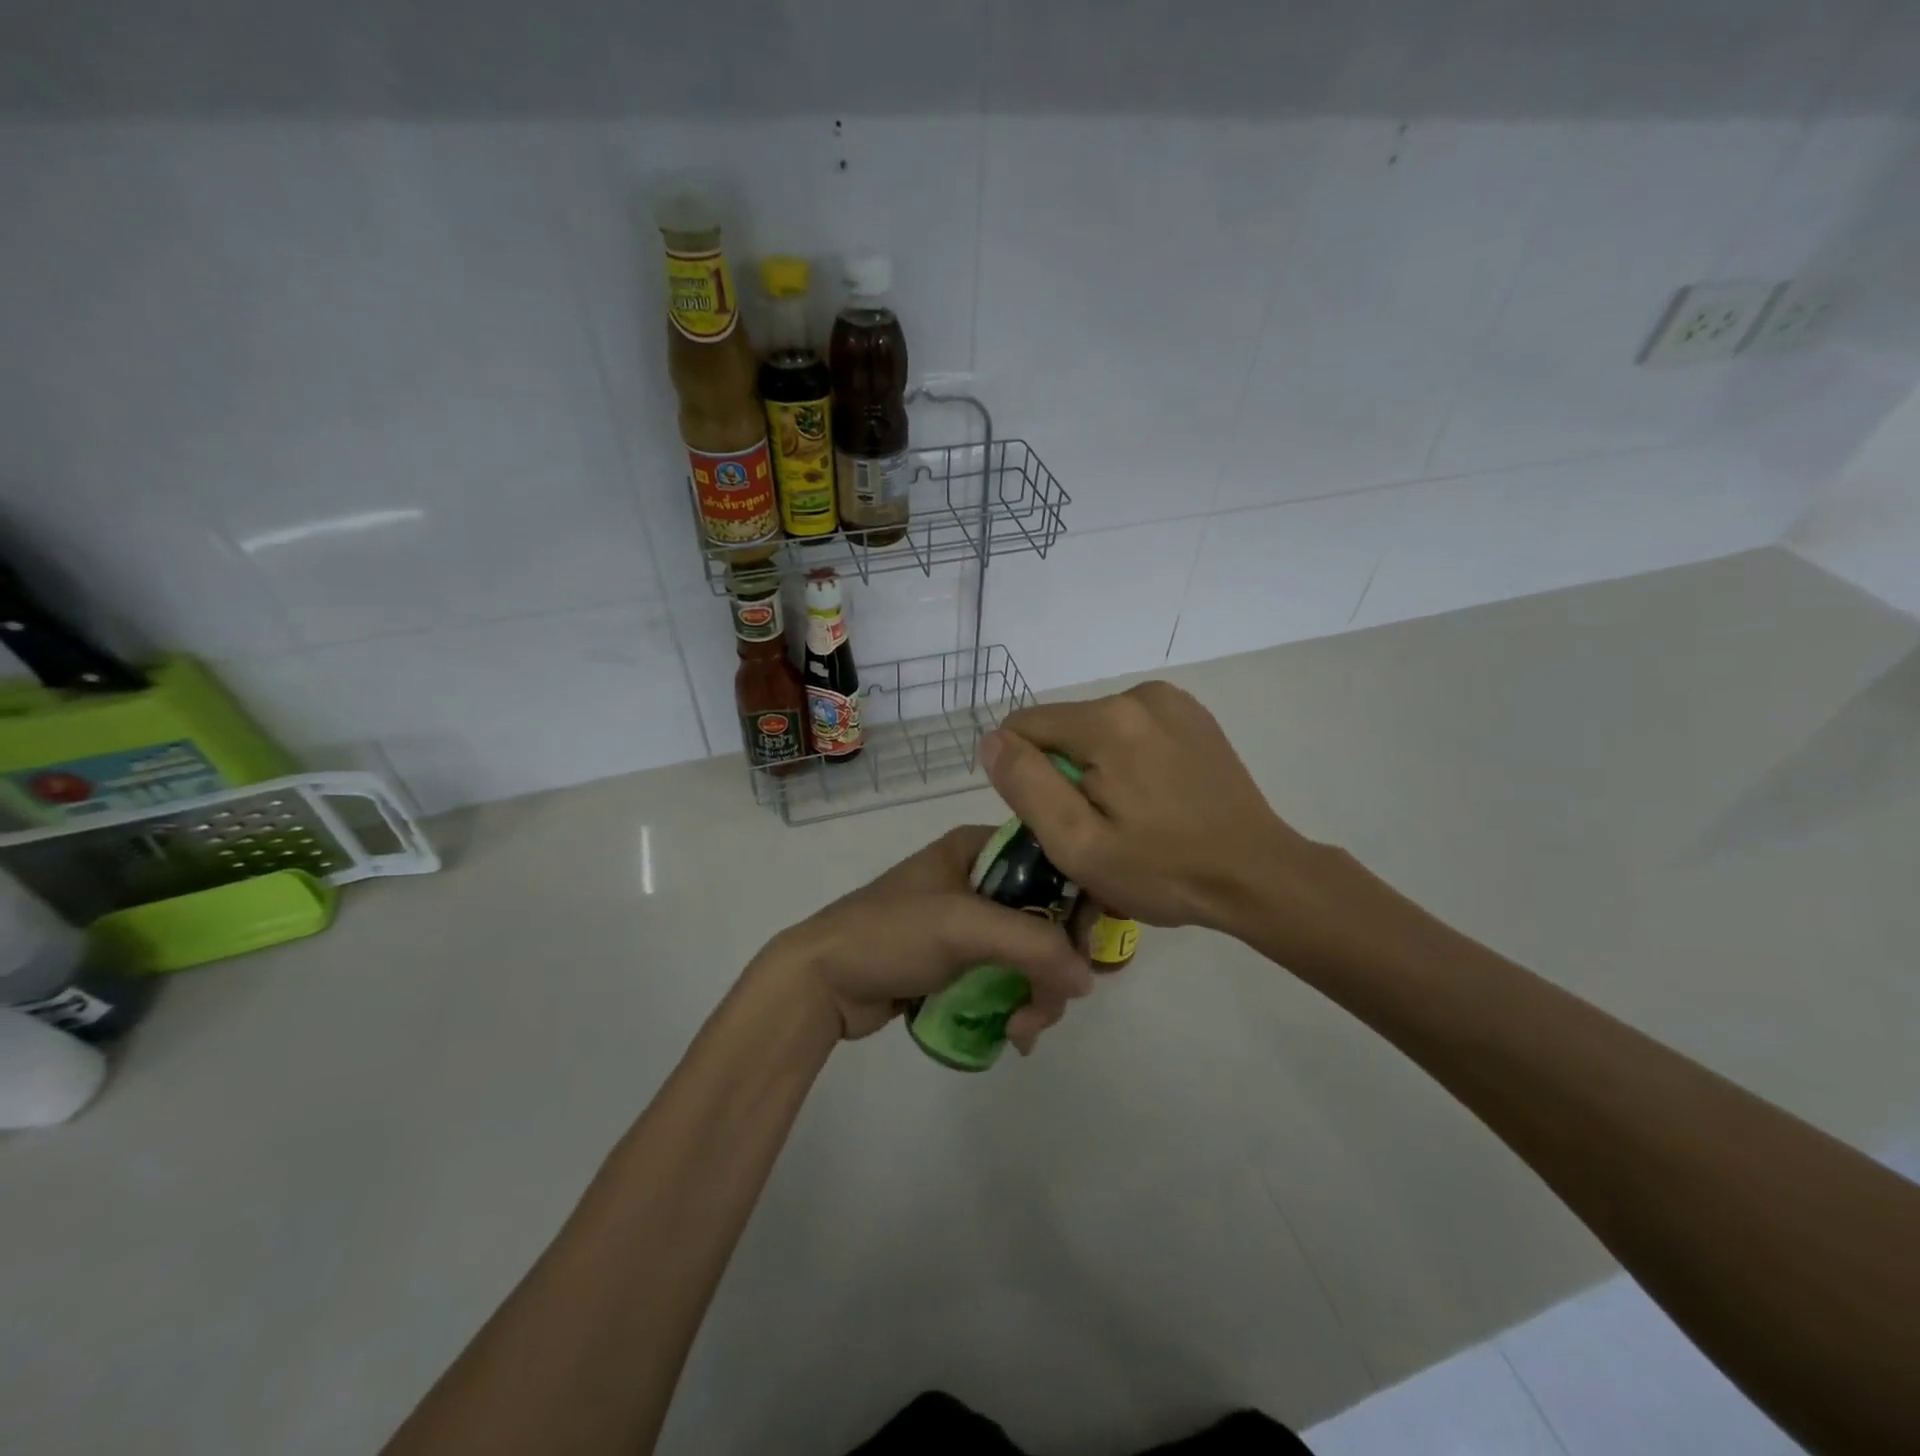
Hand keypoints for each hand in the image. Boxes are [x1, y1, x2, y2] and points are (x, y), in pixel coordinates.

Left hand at [756, 826, 1096, 1050]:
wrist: (822, 982)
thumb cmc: (890, 934)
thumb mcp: (963, 926)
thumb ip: (1033, 945)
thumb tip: (1087, 978)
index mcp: (977, 848)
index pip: (1052, 862)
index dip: (1076, 902)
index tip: (1082, 948)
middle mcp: (978, 878)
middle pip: (1047, 916)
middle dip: (1054, 966)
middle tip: (1049, 1005)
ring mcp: (969, 922)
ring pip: (1031, 954)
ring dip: (1038, 995)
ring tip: (1021, 1031)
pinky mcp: (960, 961)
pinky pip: (1009, 978)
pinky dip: (1019, 1005)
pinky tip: (1013, 1035)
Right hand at [980, 681, 1332, 936]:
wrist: (1259, 876)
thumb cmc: (1164, 871)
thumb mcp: (1079, 844)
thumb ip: (1026, 785)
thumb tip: (992, 740)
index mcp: (1107, 721)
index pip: (1024, 727)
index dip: (1024, 775)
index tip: (1057, 817)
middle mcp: (1138, 694)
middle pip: (1062, 728)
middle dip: (1064, 773)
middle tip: (1099, 827)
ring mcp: (1172, 701)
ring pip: (1095, 729)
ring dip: (1096, 767)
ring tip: (1132, 815)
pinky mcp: (1193, 715)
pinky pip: (1131, 729)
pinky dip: (1128, 759)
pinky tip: (1156, 797)